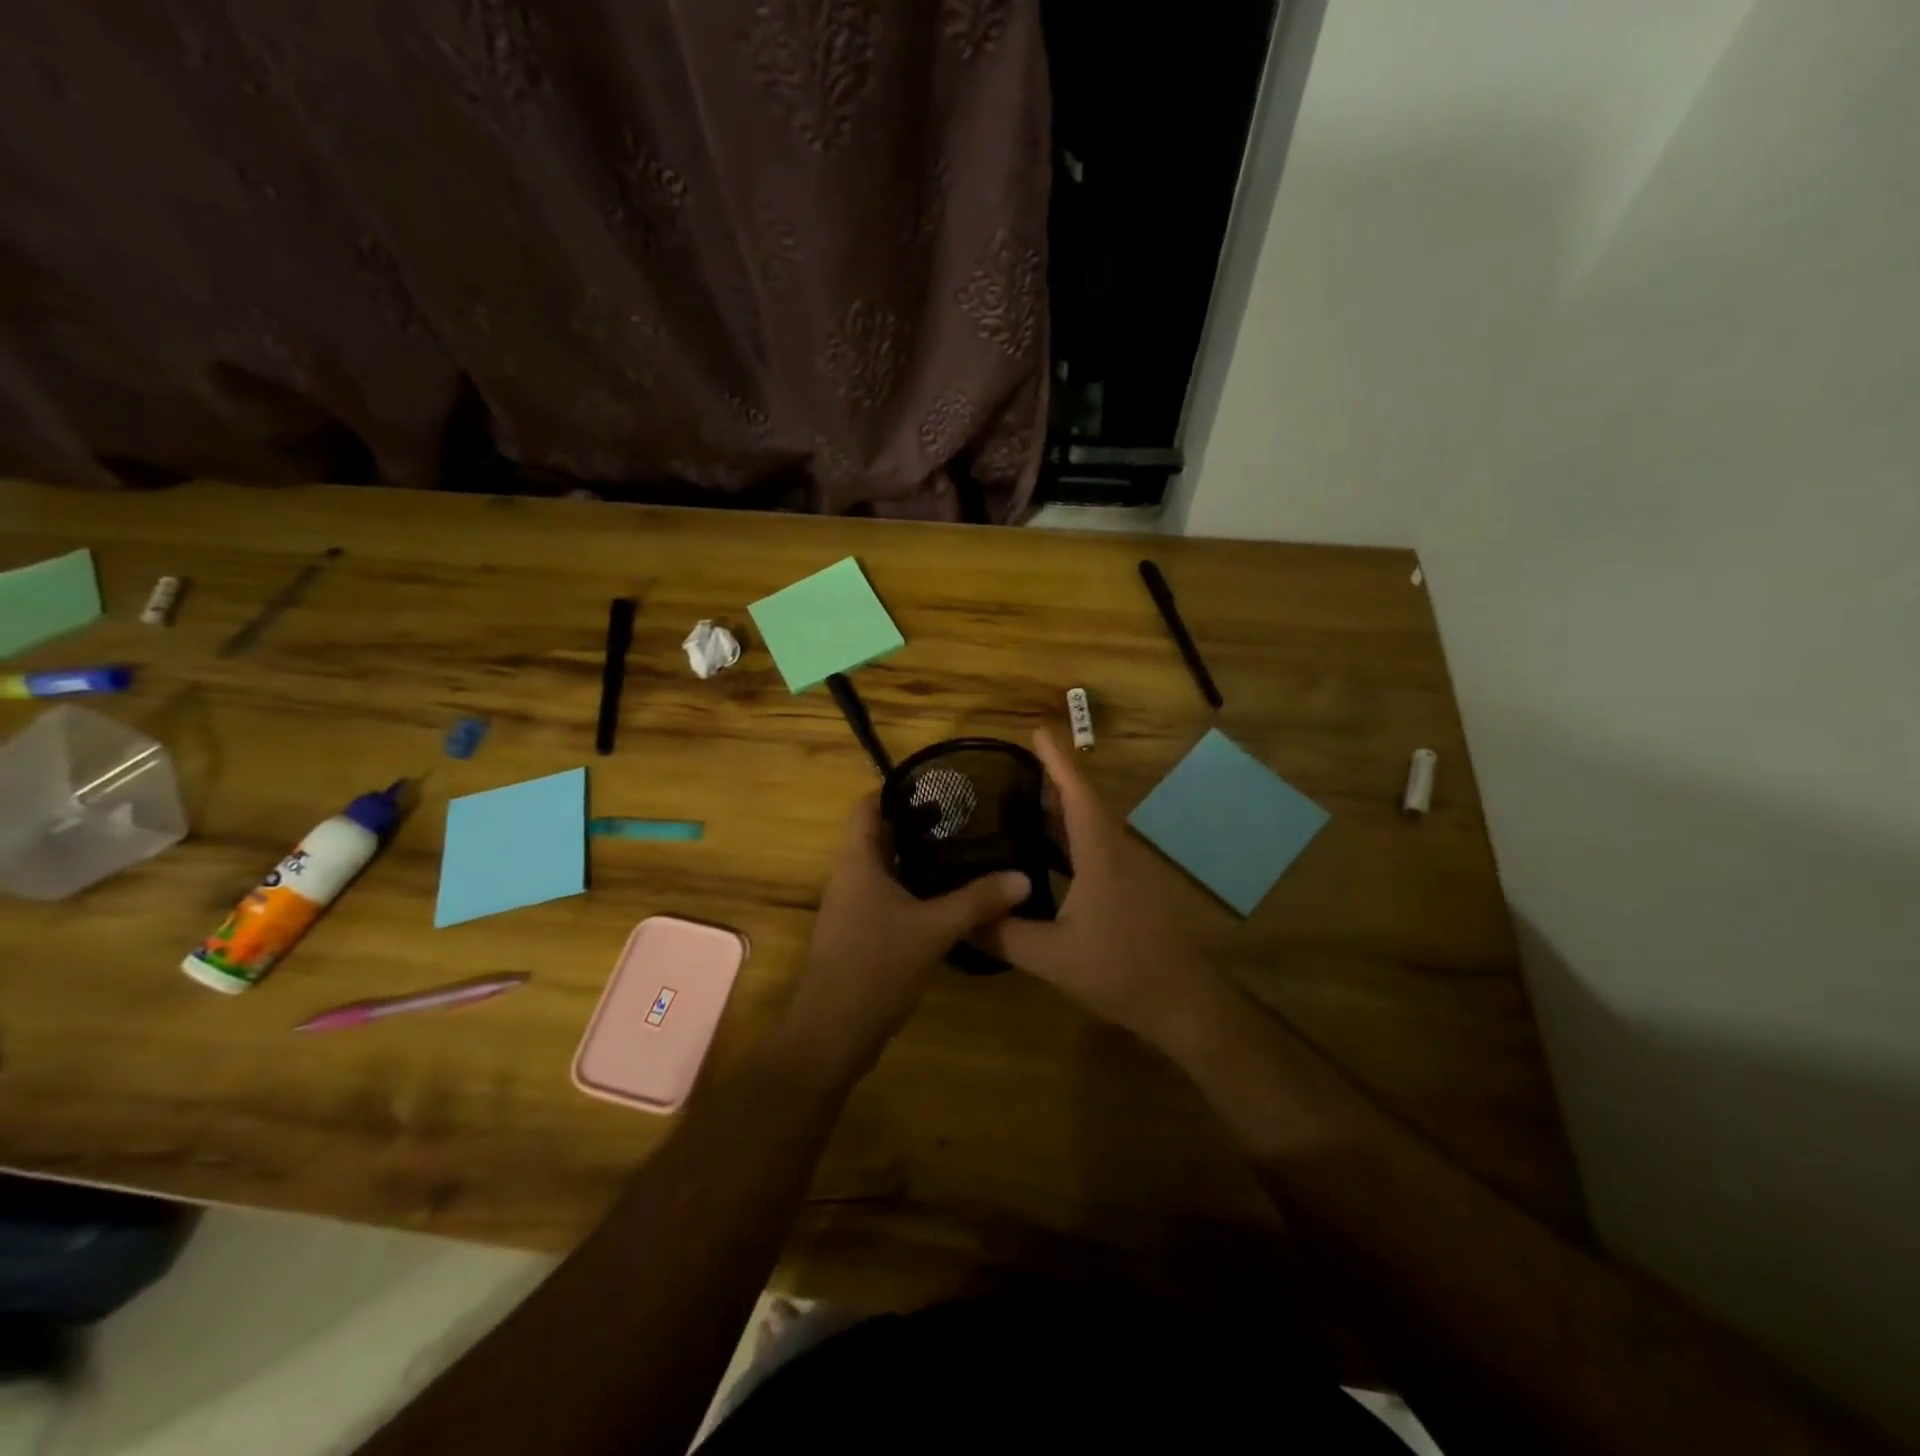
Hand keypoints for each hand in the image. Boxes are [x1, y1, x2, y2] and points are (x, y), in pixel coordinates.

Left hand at [777, 793, 1029, 1084]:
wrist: (832, 1033)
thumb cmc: (875, 966)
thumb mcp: (934, 929)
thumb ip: (978, 900)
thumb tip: (1024, 876)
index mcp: (857, 861)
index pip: (868, 806)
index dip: (897, 789)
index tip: (939, 785)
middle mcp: (850, 877)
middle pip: (880, 835)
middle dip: (919, 824)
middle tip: (966, 818)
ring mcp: (853, 907)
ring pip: (887, 869)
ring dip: (920, 859)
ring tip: (966, 852)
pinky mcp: (861, 934)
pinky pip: (889, 898)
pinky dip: (916, 890)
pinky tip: (950, 899)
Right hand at [982, 731, 1217, 1054]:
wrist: (1183, 1002)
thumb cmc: (1120, 971)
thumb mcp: (1052, 957)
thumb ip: (1003, 935)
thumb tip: (960, 919)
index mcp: (1100, 854)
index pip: (1076, 793)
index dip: (1056, 760)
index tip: (1037, 730)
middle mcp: (1116, 852)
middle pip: (1083, 803)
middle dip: (1052, 778)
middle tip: (1013, 766)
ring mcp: (1127, 871)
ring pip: (1090, 826)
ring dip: (1061, 809)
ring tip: (1022, 799)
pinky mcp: (1131, 889)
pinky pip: (1095, 848)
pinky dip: (1069, 838)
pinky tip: (1046, 852)